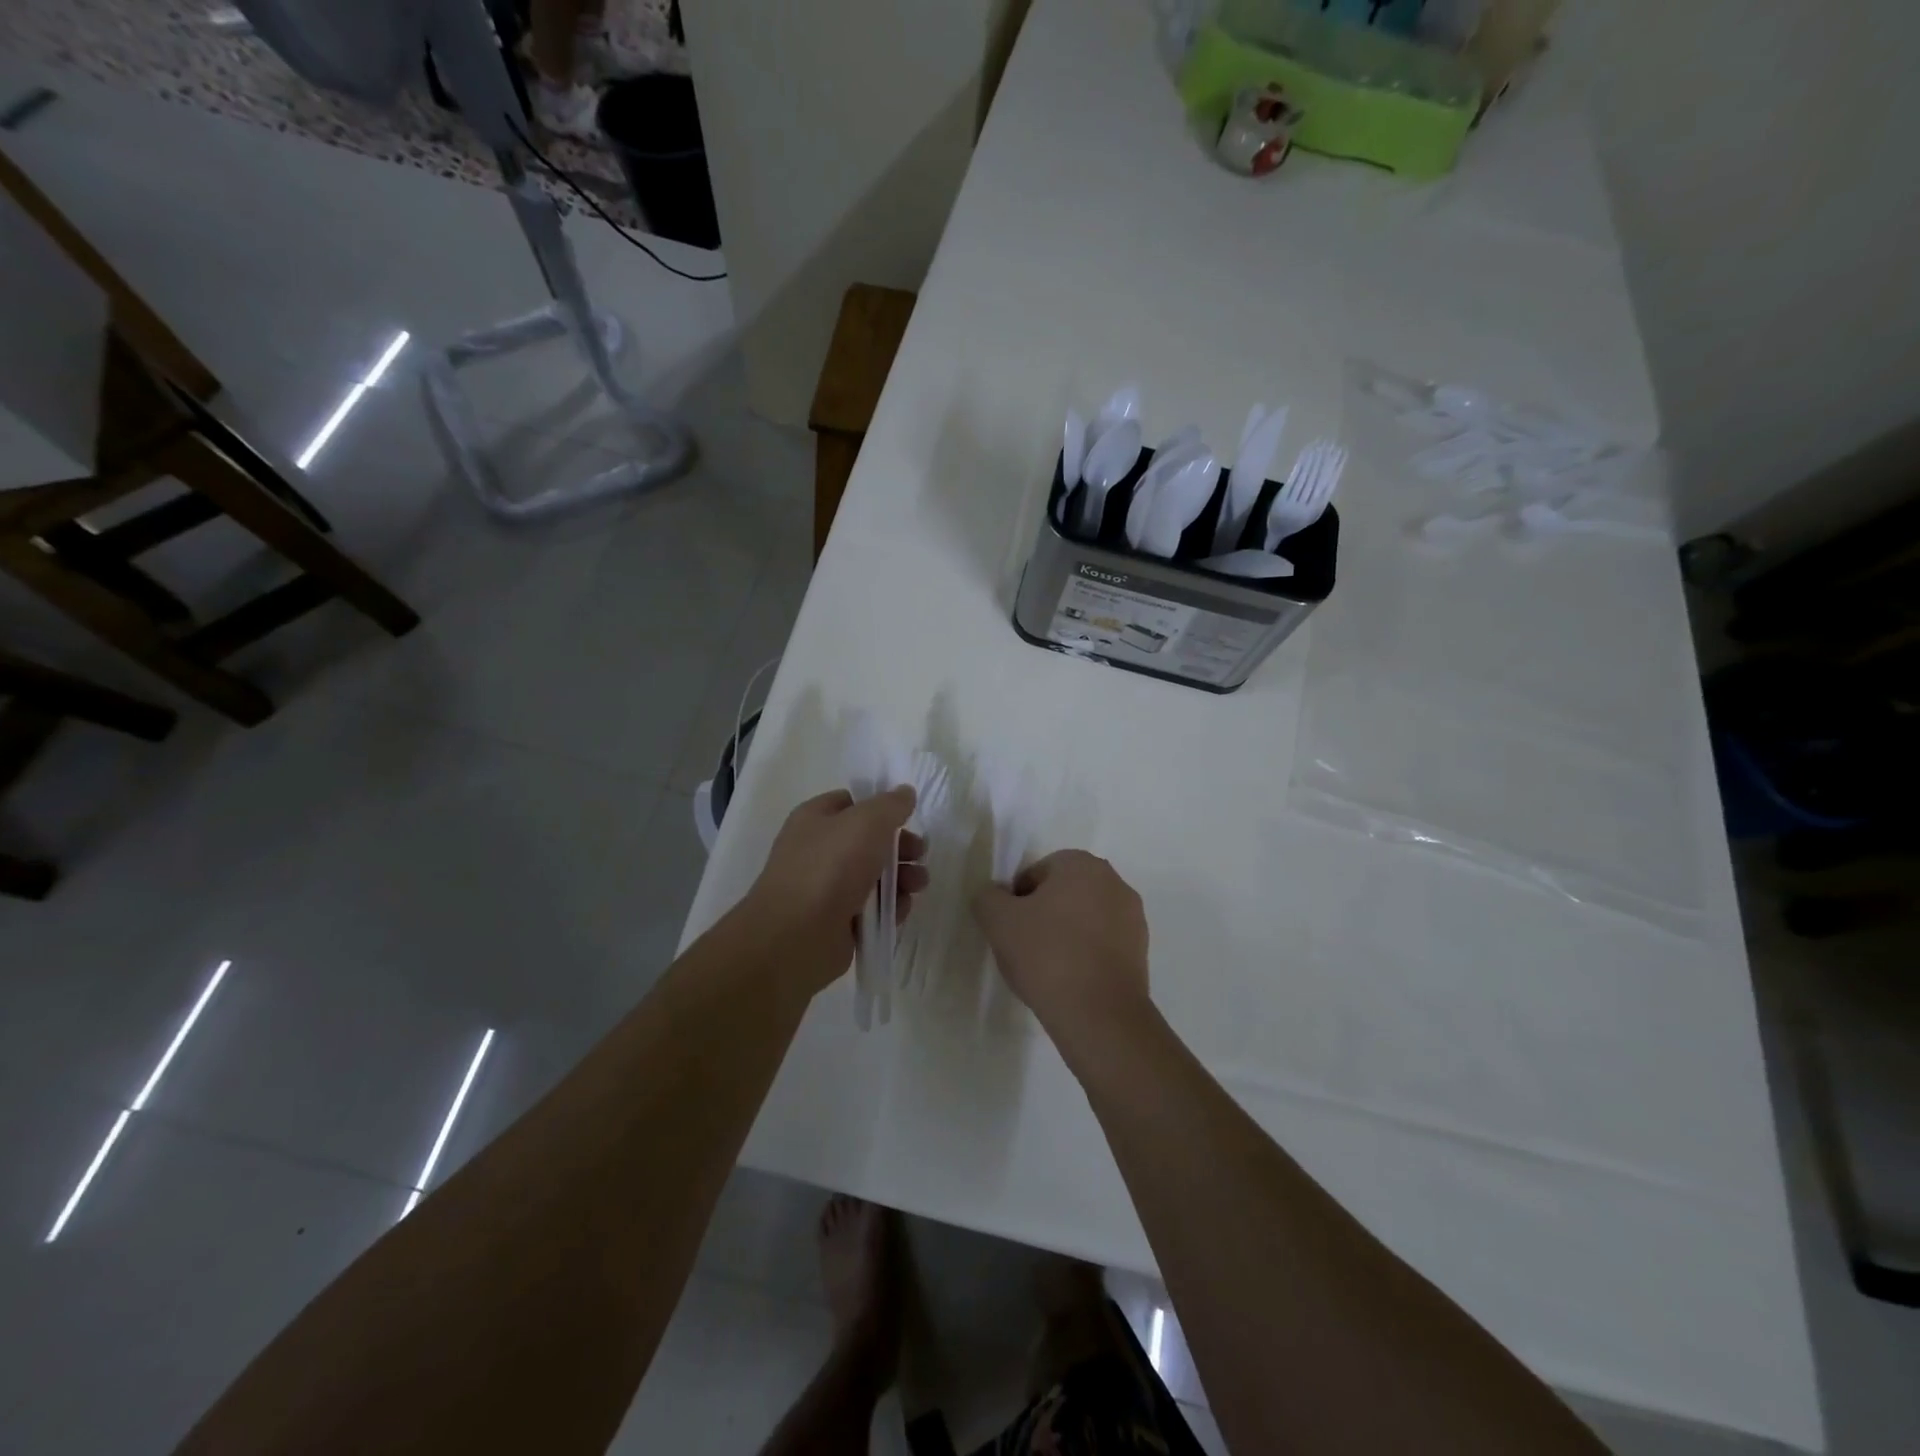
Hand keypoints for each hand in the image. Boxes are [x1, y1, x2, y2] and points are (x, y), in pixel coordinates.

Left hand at [742, 788, 928, 995]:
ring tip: (918, 885)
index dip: (880, 807)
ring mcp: (827, 889)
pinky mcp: (838, 923)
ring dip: (902, 878)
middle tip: (920, 854)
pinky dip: (889, 908)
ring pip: (875, 876)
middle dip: (900, 847)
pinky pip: (872, 909)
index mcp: (815, 819)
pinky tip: (899, 911)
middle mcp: (819, 851)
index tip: (906, 817)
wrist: (797, 936)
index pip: (851, 803)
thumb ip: (891, 804)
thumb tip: (904, 793)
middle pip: (869, 841)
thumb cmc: (830, 867)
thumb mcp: (867, 822)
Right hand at [972, 851, 1149, 1040]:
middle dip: (1043, 915)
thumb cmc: (1047, 955)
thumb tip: (995, 896)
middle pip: (1063, 894)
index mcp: (1082, 864)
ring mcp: (1133, 917)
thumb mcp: (998, 920)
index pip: (1037, 873)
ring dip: (1065, 935)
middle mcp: (1114, 882)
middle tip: (1024, 947)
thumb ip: (988, 897)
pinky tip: (1070, 981)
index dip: (1017, 901)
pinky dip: (1085, 955)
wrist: (1099, 1014)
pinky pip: (1102, 944)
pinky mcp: (1141, 951)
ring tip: (1047, 969)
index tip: (1010, 930)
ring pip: (1084, 919)